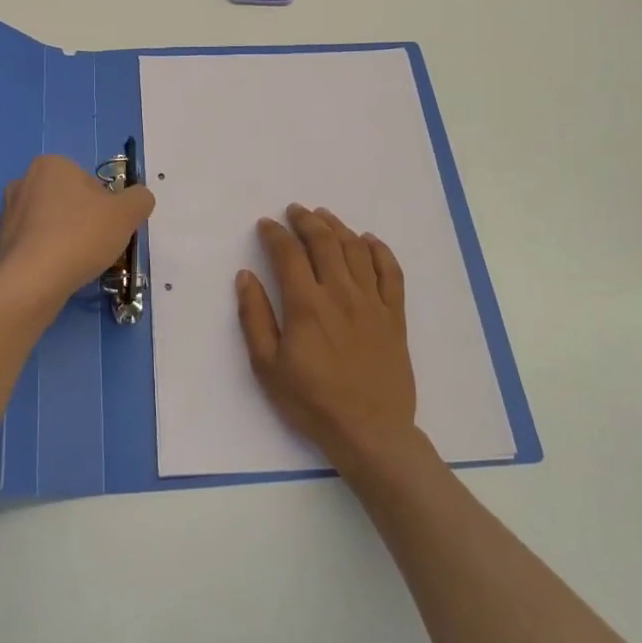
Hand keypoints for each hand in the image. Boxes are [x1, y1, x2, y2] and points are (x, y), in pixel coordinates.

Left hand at [0, 155, 154, 314]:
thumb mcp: (127, 213)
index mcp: (51, 164)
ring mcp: (8, 212)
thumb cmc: (80, 237)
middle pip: (71, 201)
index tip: (109, 228)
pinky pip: (35, 244)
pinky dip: (48, 255)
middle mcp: (24, 181)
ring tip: (77, 263)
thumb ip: (140, 199)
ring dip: (66, 238)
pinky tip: (57, 272)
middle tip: (95, 246)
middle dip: (85, 221)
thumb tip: (137, 199)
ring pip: (52, 223)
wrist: (31, 282)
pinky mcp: (0, 242)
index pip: (91, 183)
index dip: (107, 206)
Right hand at [236, 205, 419, 471]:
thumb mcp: (267, 366)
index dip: (275, 233)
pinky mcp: (395, 316)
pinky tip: (368, 241)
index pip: (288, 254)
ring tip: (324, 216)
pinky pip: (391, 272)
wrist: (370, 432)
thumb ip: (255, 317)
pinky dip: (379, 250)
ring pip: (356, 250)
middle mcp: (341, 294)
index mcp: (307, 305)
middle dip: (306, 220)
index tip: (266, 225)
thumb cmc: (312, 402)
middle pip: (324, 242)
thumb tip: (246, 276)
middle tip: (295, 211)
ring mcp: (372, 303)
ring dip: (338, 227)